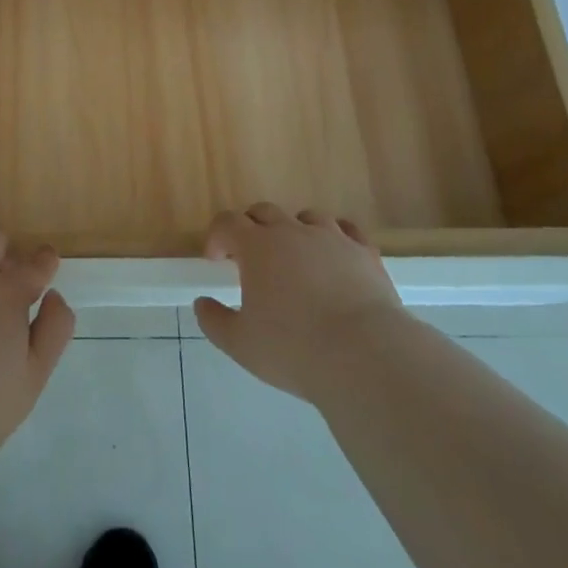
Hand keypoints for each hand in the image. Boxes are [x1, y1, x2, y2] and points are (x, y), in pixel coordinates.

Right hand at [193, 204, 404, 403]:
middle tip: (250, 257)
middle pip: (263, 211)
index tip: (216, 260)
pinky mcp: (364, 252)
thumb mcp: (241, 344)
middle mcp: (292, 231)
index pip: (227, 222)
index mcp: (257, 246)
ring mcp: (331, 237)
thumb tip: (202, 303)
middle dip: (250, 228)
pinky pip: (346, 230)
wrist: (366, 355)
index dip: (217, 236)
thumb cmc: (294, 349)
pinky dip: (334, 236)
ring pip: (305, 217)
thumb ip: (214, 321)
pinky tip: (333, 254)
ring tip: (294, 256)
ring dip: (292, 229)